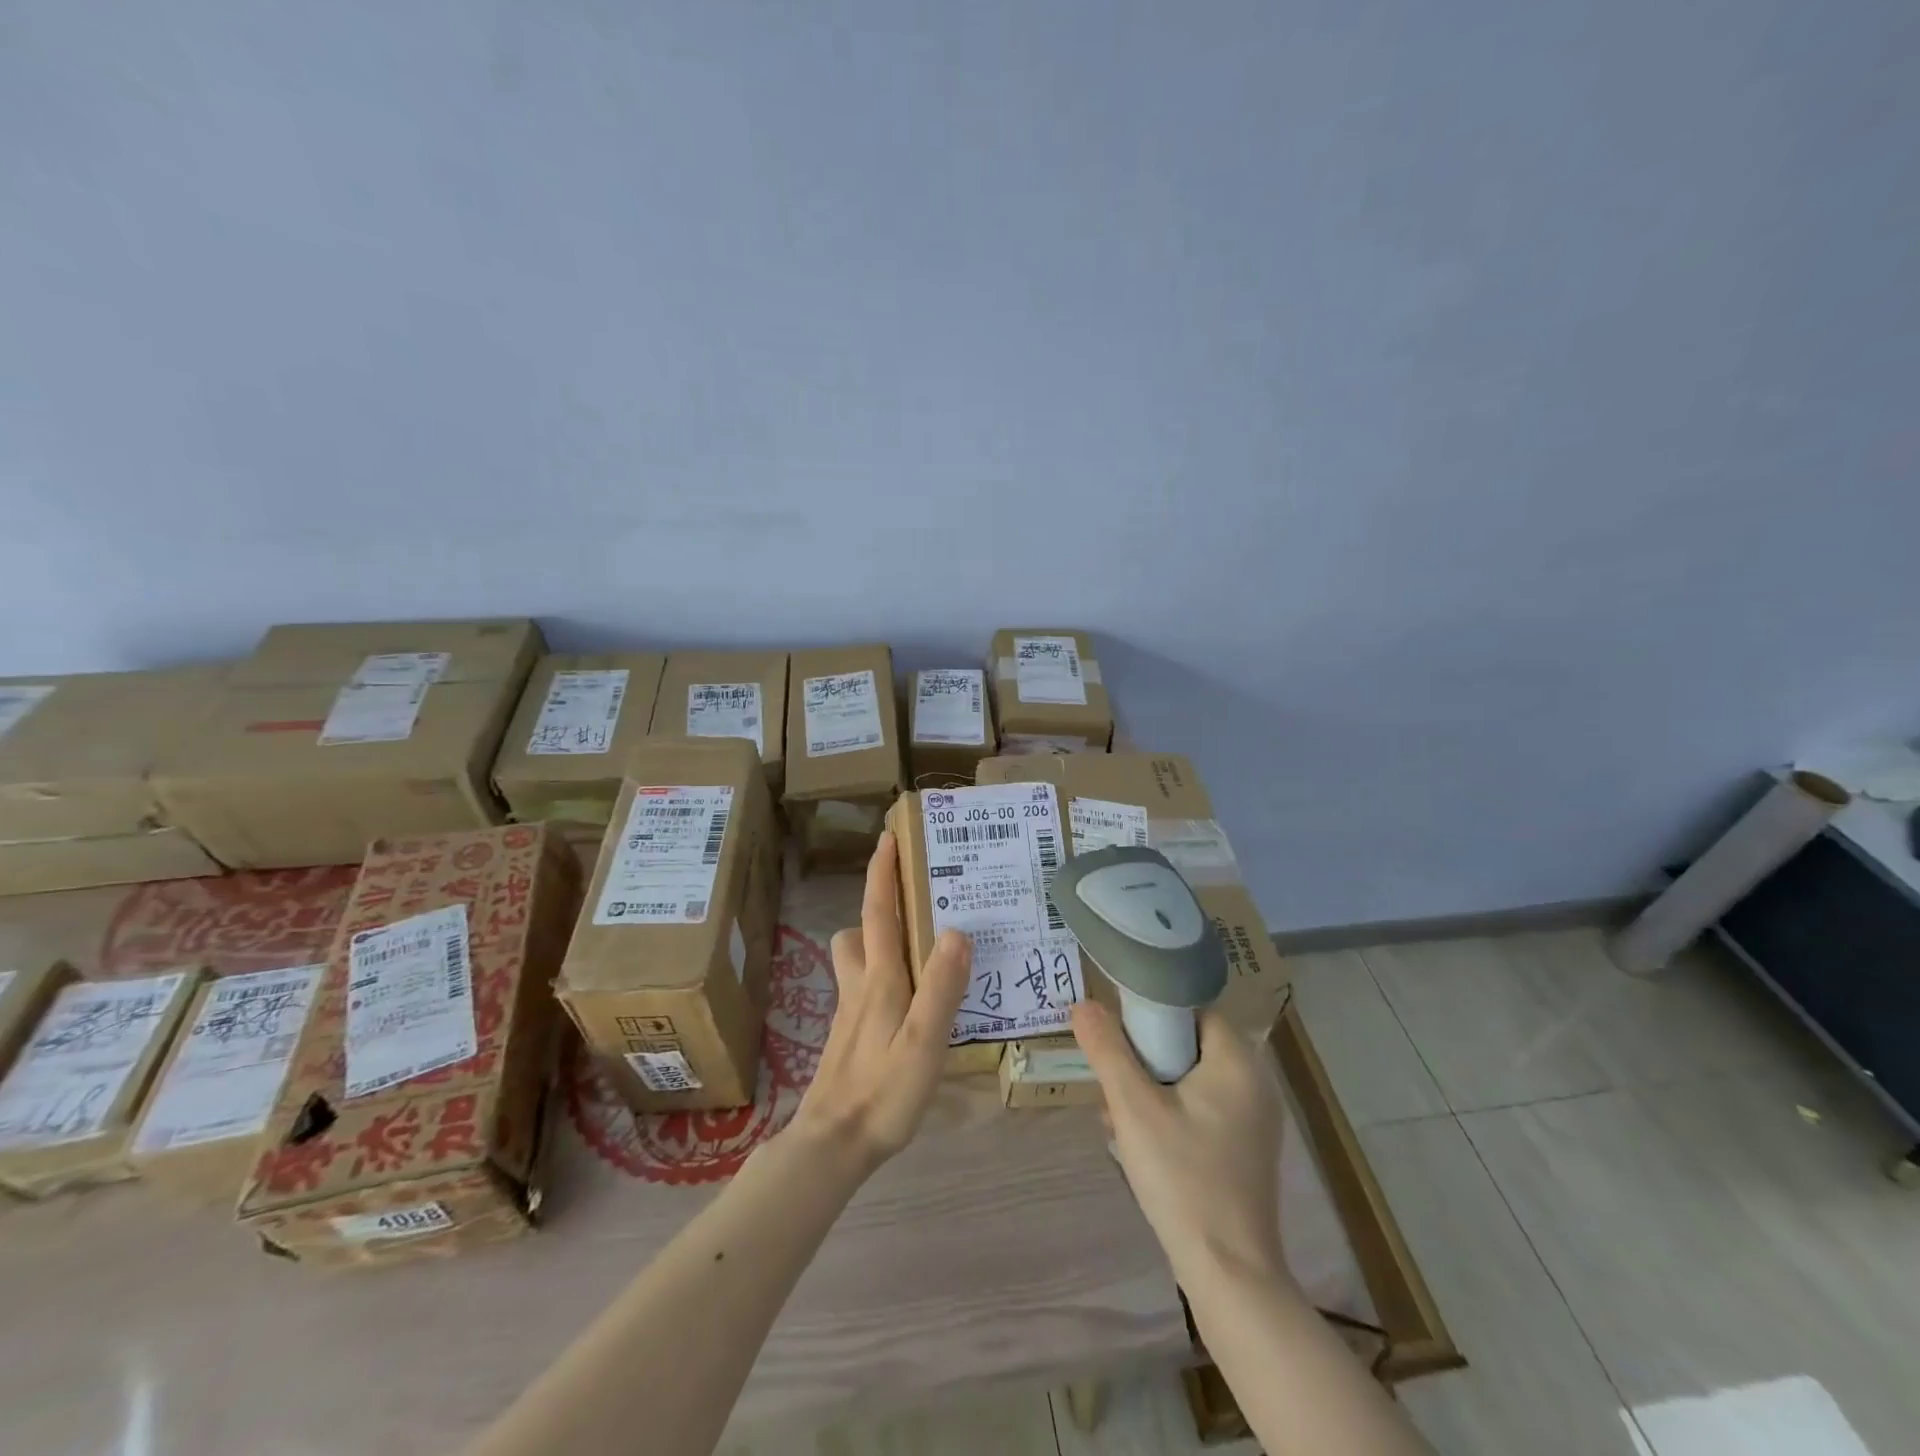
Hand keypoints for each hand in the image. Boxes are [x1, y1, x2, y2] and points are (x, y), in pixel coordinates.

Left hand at [788, 831, 971, 1173]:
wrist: (832, 1146)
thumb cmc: (881, 1093)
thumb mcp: (922, 1042)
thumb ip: (941, 987)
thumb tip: (958, 930)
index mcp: (879, 979)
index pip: (879, 912)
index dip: (883, 873)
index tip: (889, 837)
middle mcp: (860, 986)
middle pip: (860, 931)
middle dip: (879, 904)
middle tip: (916, 896)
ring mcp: (851, 1012)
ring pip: (857, 959)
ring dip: (878, 940)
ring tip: (919, 945)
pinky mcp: (851, 1036)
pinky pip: (866, 986)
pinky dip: (884, 975)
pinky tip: (911, 1000)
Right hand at [1072, 1002, 1285, 1284]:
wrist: (1229, 1274)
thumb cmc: (1182, 1178)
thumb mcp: (1133, 1107)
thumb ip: (1107, 1050)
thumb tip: (1083, 1004)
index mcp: (1238, 1061)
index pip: (1192, 1009)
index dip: (1152, 1015)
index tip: (1119, 1039)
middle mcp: (1256, 1083)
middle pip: (1188, 1044)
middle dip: (1145, 1060)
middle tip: (1114, 1085)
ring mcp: (1255, 1121)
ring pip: (1191, 1080)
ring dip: (1152, 1090)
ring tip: (1119, 1118)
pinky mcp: (1247, 1151)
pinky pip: (1202, 1110)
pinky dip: (1171, 1115)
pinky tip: (1142, 1146)